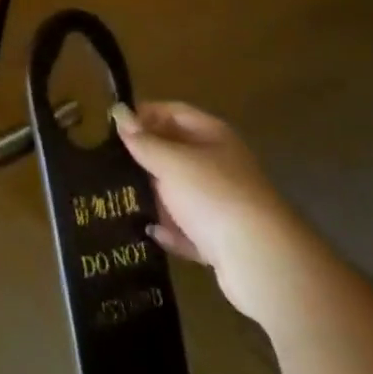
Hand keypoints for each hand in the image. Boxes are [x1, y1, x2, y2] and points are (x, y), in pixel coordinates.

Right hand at [114, 101, 316, 327]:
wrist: (262, 261)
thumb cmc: (212, 194)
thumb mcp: (169, 160)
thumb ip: (141, 139)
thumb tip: (118, 113)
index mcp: (213, 136)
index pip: (173, 112)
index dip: (144, 114)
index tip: (113, 127)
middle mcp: (221, 165)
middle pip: (176, 152)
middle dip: (145, 158)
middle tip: (110, 163)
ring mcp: (224, 204)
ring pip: (180, 192)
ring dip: (155, 196)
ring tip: (120, 198)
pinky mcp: (224, 240)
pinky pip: (189, 229)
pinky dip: (172, 230)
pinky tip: (152, 232)